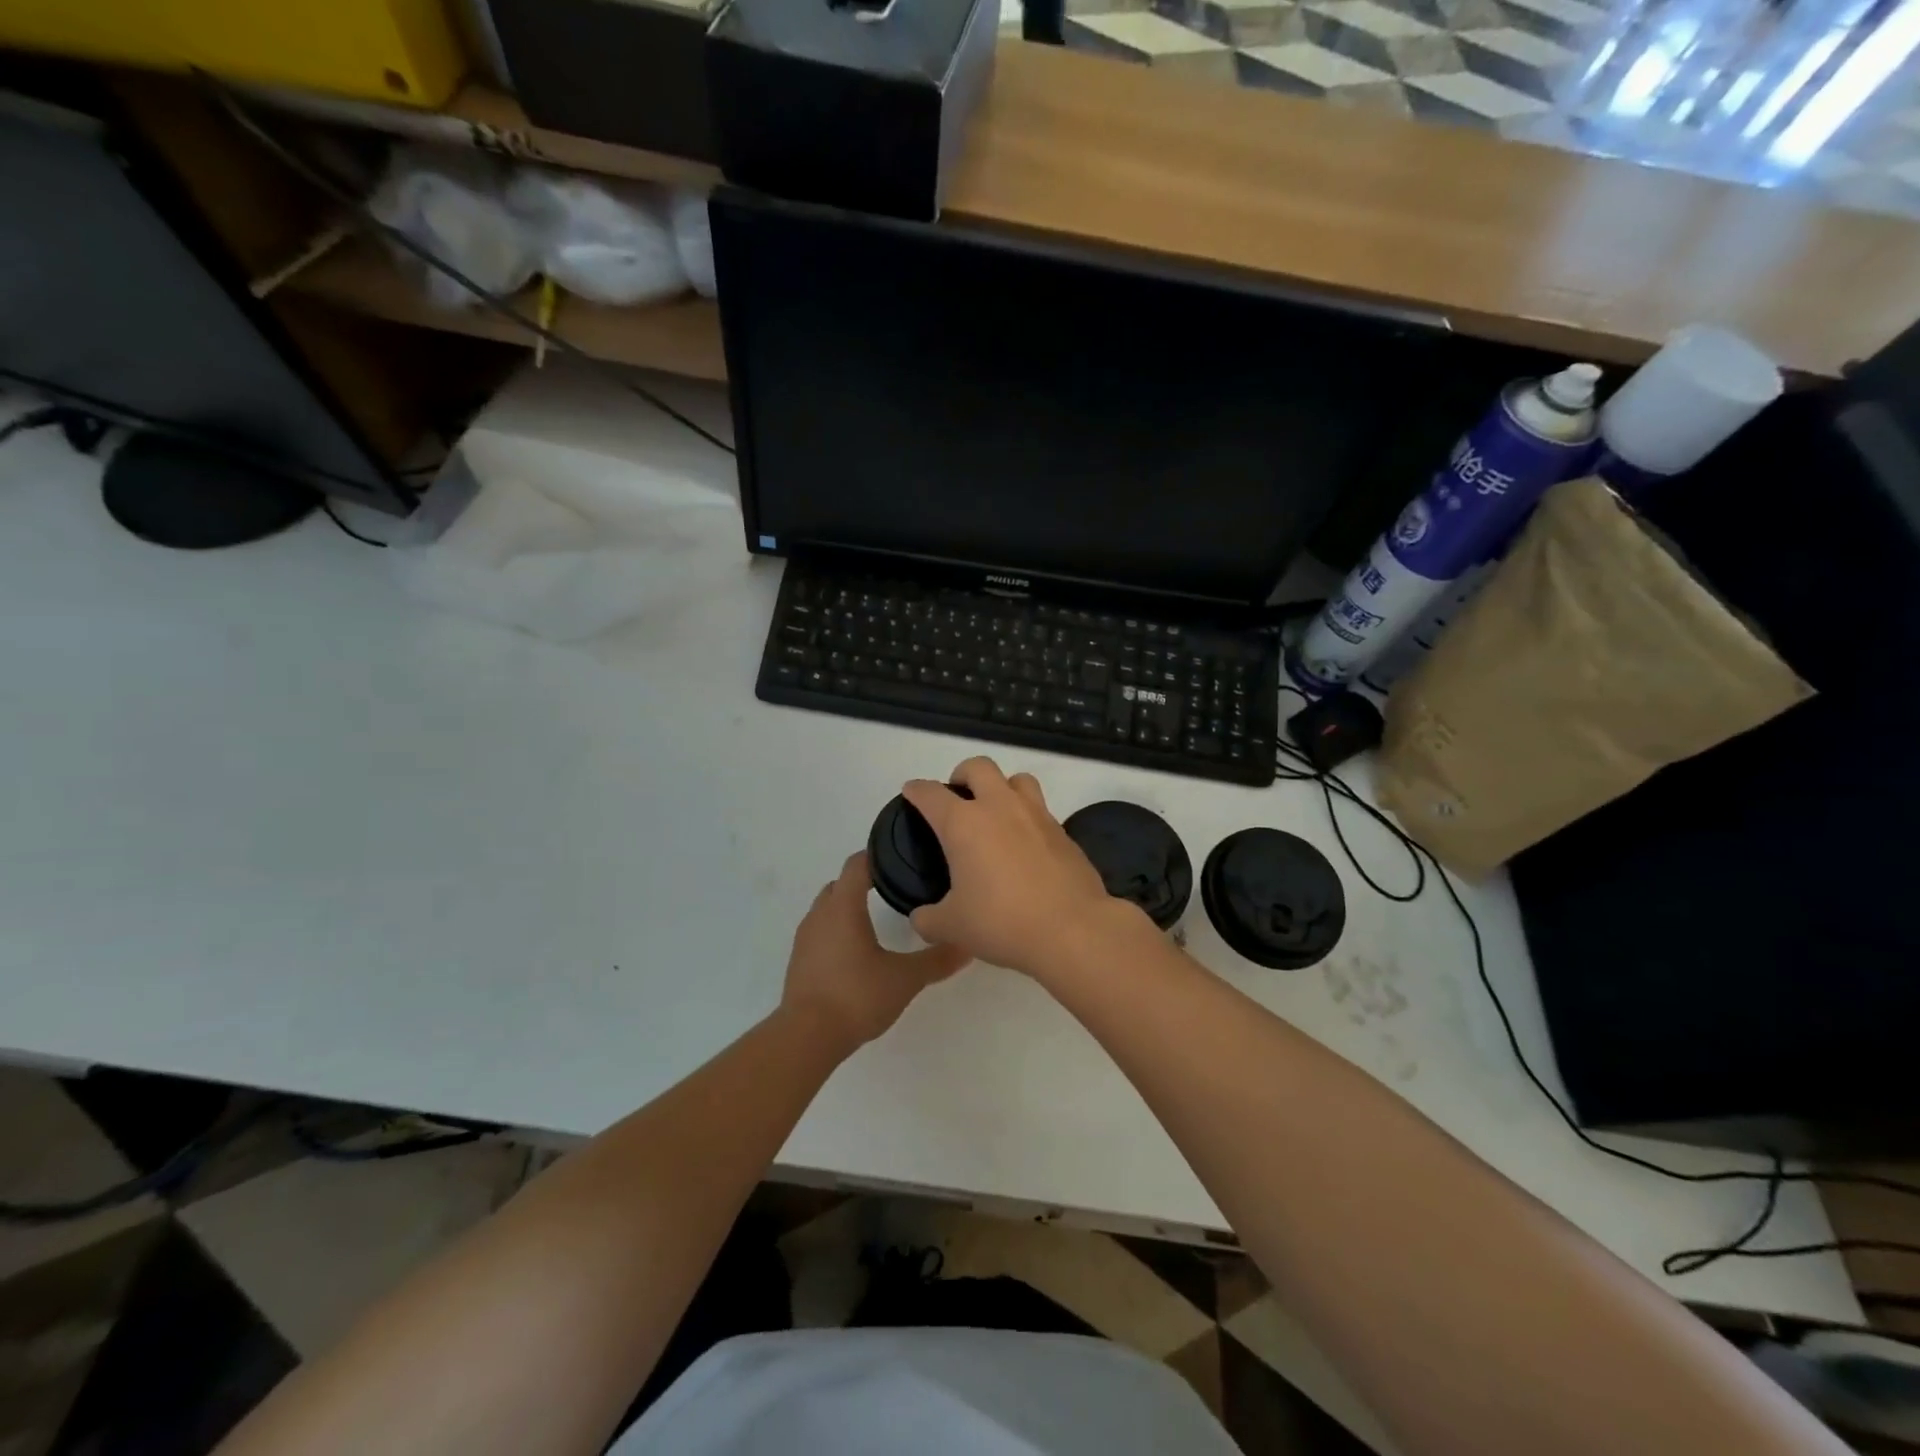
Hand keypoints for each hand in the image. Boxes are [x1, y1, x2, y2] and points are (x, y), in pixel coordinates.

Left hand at [781, 851, 969, 1053]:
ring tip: (878, 919)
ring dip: (849, 907)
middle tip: (896, 889)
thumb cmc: (856, 996)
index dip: (877, 855)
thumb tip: (967, 944)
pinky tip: (857, 951)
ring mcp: (805, 938)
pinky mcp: (799, 960)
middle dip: (865, 881)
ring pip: (828, 908)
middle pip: (841, 883)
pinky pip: (821, 931)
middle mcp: (820, 914)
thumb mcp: (905, 978)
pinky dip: (837, 930)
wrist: (806, 1037)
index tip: (901, 858)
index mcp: (843, 907)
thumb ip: (936, 960)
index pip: (857, 864)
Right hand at [902, 758, 1142, 979]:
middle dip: (962, 775)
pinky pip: (1041, 810)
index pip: (931, 793)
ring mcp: (1036, 815)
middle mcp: (999, 807)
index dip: (916, 790)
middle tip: (957, 798)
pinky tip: (1024, 846)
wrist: (1072, 929)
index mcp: (964, 824)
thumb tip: (921, 917)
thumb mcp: (952, 928)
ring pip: (1017, 779)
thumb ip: (928, 919)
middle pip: (978, 767)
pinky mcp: (1063, 832)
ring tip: (996, 812)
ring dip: (1002, 787)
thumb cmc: (1002, 922)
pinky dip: (1027, 818)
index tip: (912, 792)